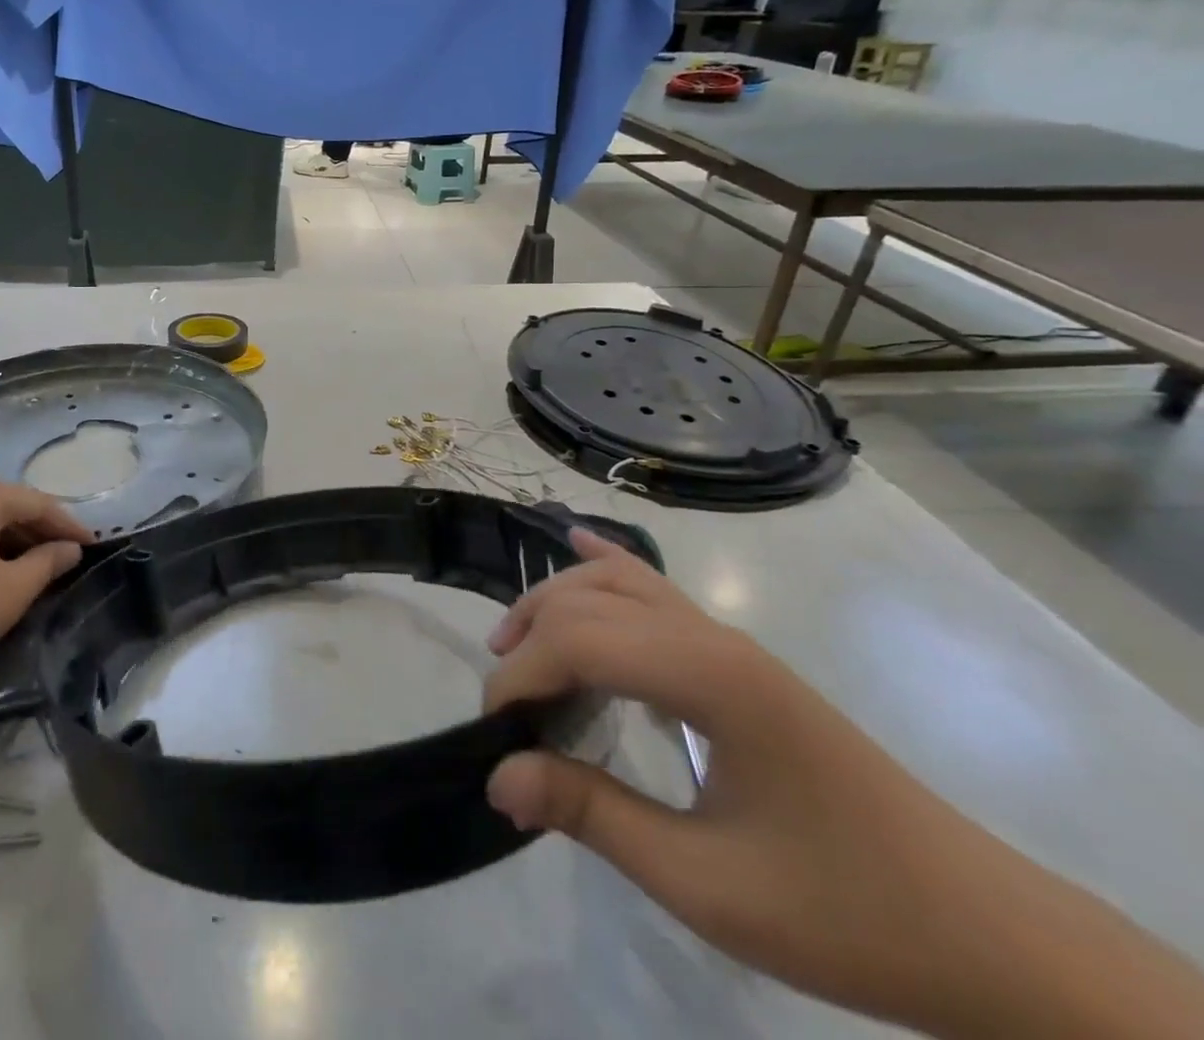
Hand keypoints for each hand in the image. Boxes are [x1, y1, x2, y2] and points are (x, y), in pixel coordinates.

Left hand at [0, 480, 88, 704]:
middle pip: (10, 508)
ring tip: (38, 572)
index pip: (39, 503)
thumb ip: (47, 563)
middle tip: (69, 559)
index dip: (70, 526)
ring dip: (14, 545)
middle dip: (42, 533)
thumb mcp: (11, 591)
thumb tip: (69, 549)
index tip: (95, 547)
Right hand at [481, 530, 1203, 1039]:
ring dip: (555, 604)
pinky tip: (577, 543)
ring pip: (615, 583)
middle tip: (506, 714)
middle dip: (528, 643)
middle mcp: (710, 635)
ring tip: (517, 652)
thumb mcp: (706, 883)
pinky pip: (655, 590)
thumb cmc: (845, 911)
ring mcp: (727, 640)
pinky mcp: (736, 658)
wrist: (986, 937)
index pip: (576, 641)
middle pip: (586, 601)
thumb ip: (592, 815)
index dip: (519, 678)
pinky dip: (606, 566)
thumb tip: (498, 775)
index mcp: (706, 675)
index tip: (495, 737)